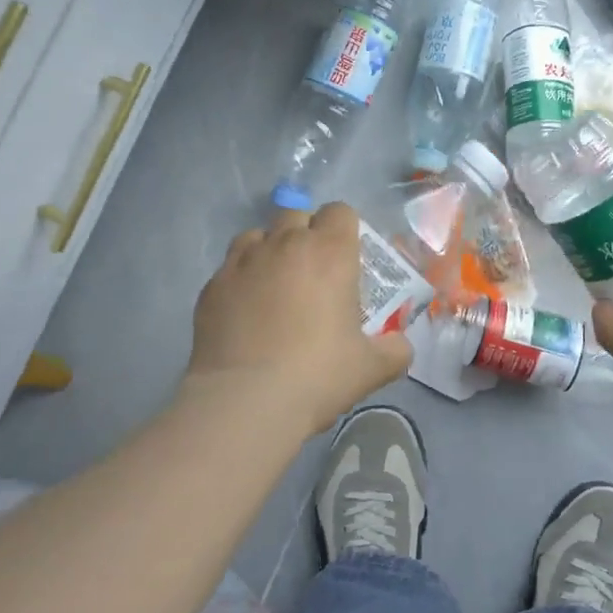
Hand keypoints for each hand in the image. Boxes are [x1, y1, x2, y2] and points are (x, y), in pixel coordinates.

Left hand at [184, 203, 411, 435]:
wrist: (246, 401)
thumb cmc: (318, 374)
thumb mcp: (372, 367)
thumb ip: (394, 350)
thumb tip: (400, 346)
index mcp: (330, 252)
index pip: (339, 211)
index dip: (344, 229)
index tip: (346, 257)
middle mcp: (285, 244)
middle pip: (296, 215)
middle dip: (305, 234)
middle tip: (312, 272)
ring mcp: (243, 262)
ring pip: (257, 235)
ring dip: (269, 250)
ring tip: (274, 285)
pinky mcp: (212, 286)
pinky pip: (230, 267)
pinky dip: (241, 279)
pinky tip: (244, 312)